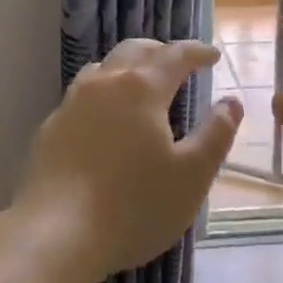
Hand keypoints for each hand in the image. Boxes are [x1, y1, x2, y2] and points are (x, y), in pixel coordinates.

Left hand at [13, 39, 240, 282]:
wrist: (56, 232)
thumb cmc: (133, 205)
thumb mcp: (191, 177)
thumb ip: (215, 135)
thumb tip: (231, 102)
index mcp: (142, 88)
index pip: (175, 55)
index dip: (197, 52)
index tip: (213, 55)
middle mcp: (105, 83)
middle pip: (135, 50)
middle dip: (161, 51)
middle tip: (178, 62)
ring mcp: (73, 102)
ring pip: (104, 67)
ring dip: (128, 66)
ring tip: (141, 81)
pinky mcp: (51, 125)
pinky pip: (82, 93)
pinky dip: (103, 92)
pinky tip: (104, 117)